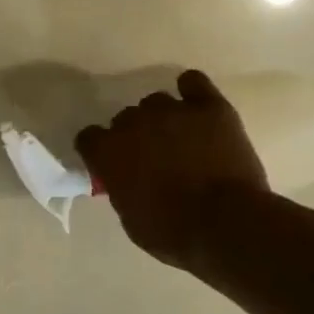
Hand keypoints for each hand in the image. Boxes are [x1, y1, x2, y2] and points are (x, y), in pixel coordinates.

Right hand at [75, 70, 268, 271]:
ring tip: (177, 137)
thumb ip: (121, 188)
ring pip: (156, 102)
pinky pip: (193, 82)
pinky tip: (195, 104)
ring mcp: (173, 111)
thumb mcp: (129, 217)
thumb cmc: (170, 232)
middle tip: (150, 156)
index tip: (108, 163)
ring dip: (160, 117)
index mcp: (108, 152)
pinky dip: (191, 91)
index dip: (98, 150)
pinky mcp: (210, 108)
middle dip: (133, 135)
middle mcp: (134, 123)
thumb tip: (126, 180)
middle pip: (124, 118)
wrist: (225, 224)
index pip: (88, 137)